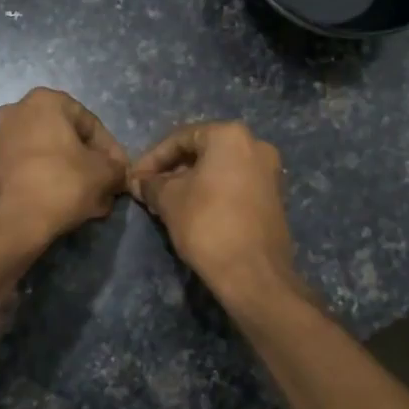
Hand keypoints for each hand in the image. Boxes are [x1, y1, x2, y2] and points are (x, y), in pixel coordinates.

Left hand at [0, 88, 128, 248]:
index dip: (111, 152)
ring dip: (73, 175)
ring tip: (92, 203)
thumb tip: (118, 173)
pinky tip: (68, 205)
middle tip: (107, 189)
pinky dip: (50, 182)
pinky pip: (31, 169)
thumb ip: (118, 167)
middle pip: (68, 139)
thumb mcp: (104, 174)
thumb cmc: (60, 185)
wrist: (9, 224)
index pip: (91, 124)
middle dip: (90, 165)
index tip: (121, 174)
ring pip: (50, 156)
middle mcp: (18, 111)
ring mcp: (1, 138)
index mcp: (45, 101)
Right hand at [129, 121, 305, 311]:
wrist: (254, 273)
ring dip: (191, 182)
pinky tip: (193, 212)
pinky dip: (213, 193)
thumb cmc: (207, 223)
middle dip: (173, 170)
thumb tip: (138, 182)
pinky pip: (235, 185)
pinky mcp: (274, 198)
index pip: (180, 138)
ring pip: (220, 170)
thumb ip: (151, 184)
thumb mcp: (169, 200)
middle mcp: (255, 145)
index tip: (134, 179)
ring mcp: (269, 172)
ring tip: (167, 204)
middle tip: (149, 191)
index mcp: (230, 135)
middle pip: (203, 151)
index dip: (152, 158)